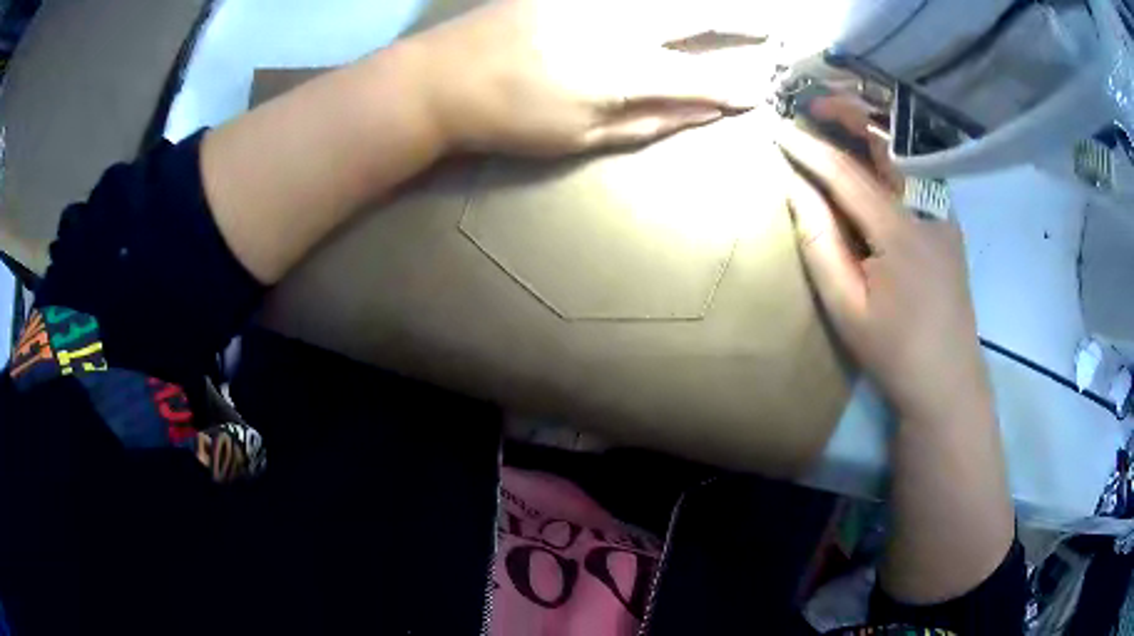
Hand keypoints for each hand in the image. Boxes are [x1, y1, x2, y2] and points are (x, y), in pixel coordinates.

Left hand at [406, 0, 759, 155]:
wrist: (443, 78)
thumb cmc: (511, 120)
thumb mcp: (582, 136)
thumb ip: (651, 122)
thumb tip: (705, 113)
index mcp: (625, 72)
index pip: (701, 78)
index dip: (735, 87)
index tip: (759, 93)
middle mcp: (620, 24)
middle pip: (695, 16)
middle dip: (739, 22)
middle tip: (766, 28)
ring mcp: (594, 0)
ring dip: (701, 7)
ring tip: (730, 15)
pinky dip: (654, 3)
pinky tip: (667, 10)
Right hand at [776, 97, 988, 422]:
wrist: (948, 381)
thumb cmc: (894, 352)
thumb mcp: (847, 307)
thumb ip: (820, 243)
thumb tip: (796, 189)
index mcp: (900, 232)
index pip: (846, 173)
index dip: (809, 149)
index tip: (778, 129)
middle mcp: (928, 210)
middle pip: (888, 142)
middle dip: (850, 113)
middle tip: (814, 103)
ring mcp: (944, 214)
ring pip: (906, 153)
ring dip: (872, 128)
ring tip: (839, 119)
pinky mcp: (949, 224)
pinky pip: (917, 173)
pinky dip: (890, 152)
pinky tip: (872, 156)